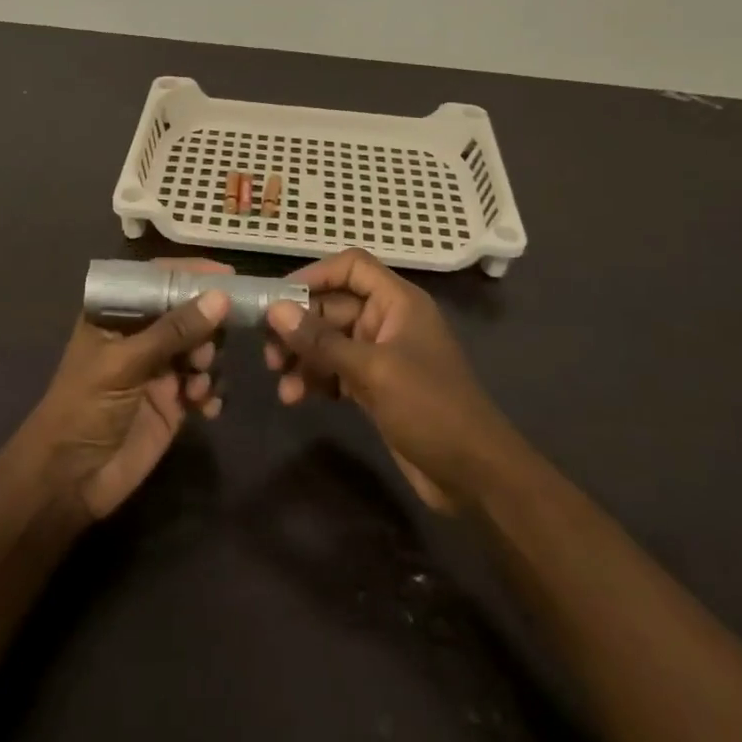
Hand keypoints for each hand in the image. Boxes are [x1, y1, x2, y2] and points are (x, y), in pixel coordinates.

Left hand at [25, 259, 229, 522]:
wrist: (69, 481)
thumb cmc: (84, 408)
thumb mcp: (124, 364)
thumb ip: (172, 331)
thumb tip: (220, 298)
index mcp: (117, 315)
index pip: (157, 279)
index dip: (191, 274)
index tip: (228, 275)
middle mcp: (141, 336)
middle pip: (187, 312)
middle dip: (206, 325)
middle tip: (208, 348)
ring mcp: (160, 369)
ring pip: (202, 348)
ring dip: (209, 361)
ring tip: (198, 384)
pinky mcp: (174, 403)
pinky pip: (206, 385)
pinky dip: (212, 392)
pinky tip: (206, 407)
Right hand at [265, 249, 516, 512]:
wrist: (473, 474)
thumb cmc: (429, 407)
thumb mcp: (372, 370)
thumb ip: (322, 340)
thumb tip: (276, 310)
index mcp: (398, 302)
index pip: (352, 267)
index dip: (315, 275)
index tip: (278, 297)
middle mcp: (388, 320)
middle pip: (333, 306)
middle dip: (299, 325)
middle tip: (268, 350)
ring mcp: (381, 355)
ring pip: (330, 341)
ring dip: (303, 356)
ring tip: (279, 380)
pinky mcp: (375, 386)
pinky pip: (336, 370)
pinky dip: (316, 379)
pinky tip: (296, 397)